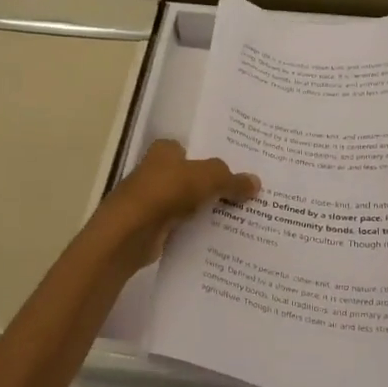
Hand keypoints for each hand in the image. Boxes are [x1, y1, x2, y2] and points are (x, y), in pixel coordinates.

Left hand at [89, 139, 259, 273]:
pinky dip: (197, 230)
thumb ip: (231, 179)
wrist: (131, 232)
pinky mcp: (152, 227)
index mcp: (164, 151)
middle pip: (191, 177)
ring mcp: (152, 201)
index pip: (192, 149)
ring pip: (188, 203)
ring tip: (242, 217)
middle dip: (214, 185)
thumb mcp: (207, 178)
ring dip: (207, 210)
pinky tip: (220, 237)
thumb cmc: (167, 191)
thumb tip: (256, 183)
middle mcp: (156, 172)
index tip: (238, 168)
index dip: (212, 157)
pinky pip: (182, 226)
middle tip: (247, 194)